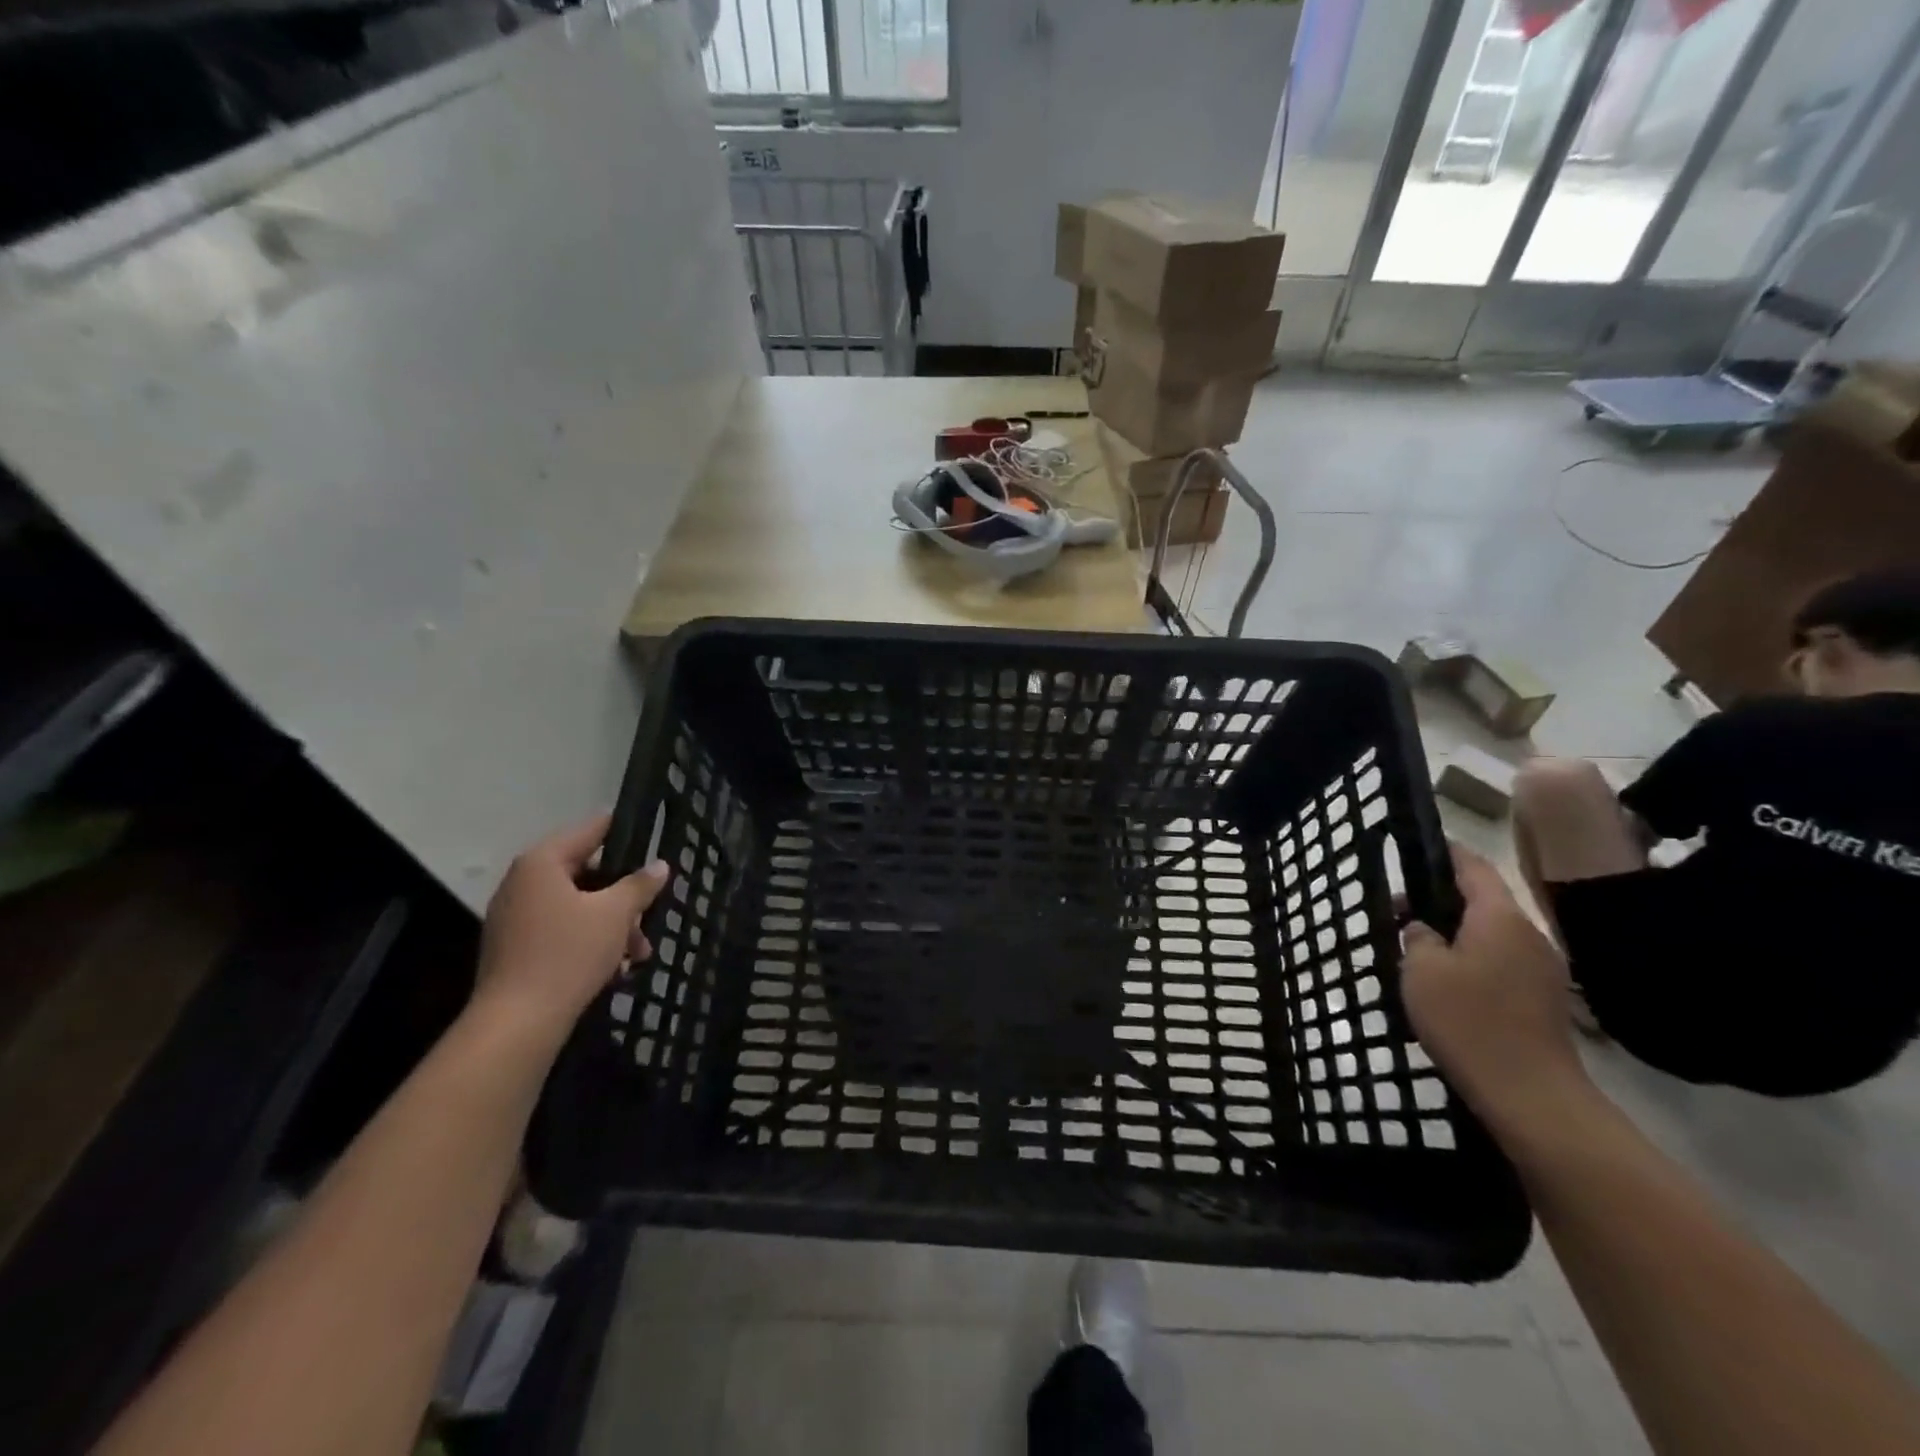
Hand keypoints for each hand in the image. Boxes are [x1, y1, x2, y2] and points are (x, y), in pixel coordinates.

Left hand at [475, 814, 668, 1046]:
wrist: (516, 1023)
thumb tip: (660, 865)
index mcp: (542, 862)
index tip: (654, 838)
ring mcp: (515, 916)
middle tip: (651, 915)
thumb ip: (640, 885)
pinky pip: (561, 929)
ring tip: (639, 953)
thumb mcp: (616, 914)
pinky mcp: (515, 948)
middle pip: (587, 873)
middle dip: (624, 896)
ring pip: (577, 906)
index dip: (626, 832)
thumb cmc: (568, 954)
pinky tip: (615, 967)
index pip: (592, 829)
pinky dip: (589, 940)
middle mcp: (523, 882)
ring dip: (612, 924)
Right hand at [1400, 843, 1591, 1137]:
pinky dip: (1472, 961)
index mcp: (1499, 917)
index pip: (1472, 867)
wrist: (1531, 1095)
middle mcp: (1528, 934)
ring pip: (1490, 935)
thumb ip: (1417, 937)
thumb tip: (1423, 930)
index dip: (1445, 853)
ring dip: (1455, 935)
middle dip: (1439, 901)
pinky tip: (1446, 984)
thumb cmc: (1469, 1020)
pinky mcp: (1543, 1001)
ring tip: (1416, 951)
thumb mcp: (1421, 970)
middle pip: (1482, 901)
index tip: (1417, 847)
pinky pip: (1501, 963)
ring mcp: (1542, 970)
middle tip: (1397, 914)